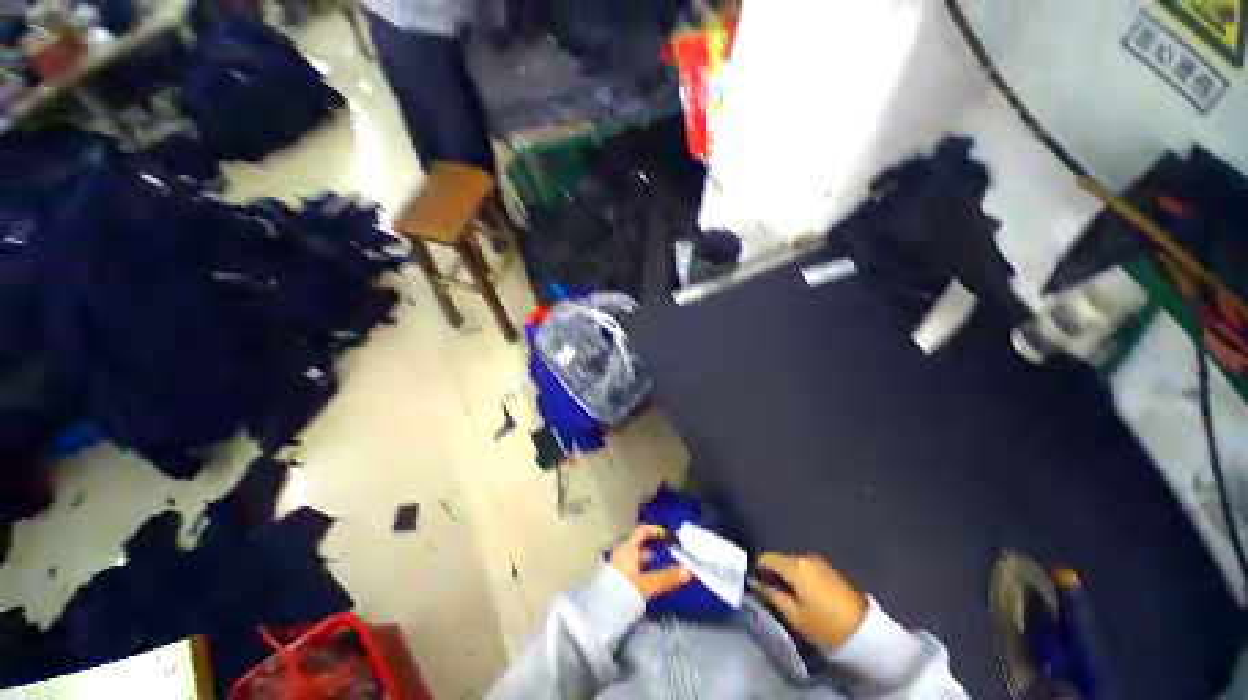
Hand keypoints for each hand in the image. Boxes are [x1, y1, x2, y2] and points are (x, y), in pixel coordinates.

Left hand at [610, 525, 692, 599]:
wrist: (598, 612)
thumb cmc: (622, 590)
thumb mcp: (647, 584)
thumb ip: (667, 577)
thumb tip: (689, 570)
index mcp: (627, 548)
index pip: (641, 531)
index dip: (654, 530)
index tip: (667, 535)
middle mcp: (621, 553)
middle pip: (638, 545)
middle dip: (653, 547)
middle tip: (669, 552)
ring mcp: (618, 566)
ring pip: (635, 558)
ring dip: (648, 560)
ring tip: (662, 566)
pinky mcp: (616, 580)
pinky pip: (632, 568)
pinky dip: (642, 570)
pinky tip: (649, 580)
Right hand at [752, 553, 867, 648]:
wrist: (864, 631)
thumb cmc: (825, 624)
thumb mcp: (794, 615)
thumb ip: (772, 595)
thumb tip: (757, 583)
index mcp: (794, 566)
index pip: (766, 558)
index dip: (757, 569)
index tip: (754, 583)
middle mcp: (804, 557)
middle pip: (779, 559)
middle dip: (772, 572)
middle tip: (768, 591)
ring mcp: (818, 561)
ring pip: (792, 563)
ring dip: (785, 574)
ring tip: (785, 593)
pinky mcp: (828, 568)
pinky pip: (805, 567)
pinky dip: (798, 576)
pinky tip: (801, 592)